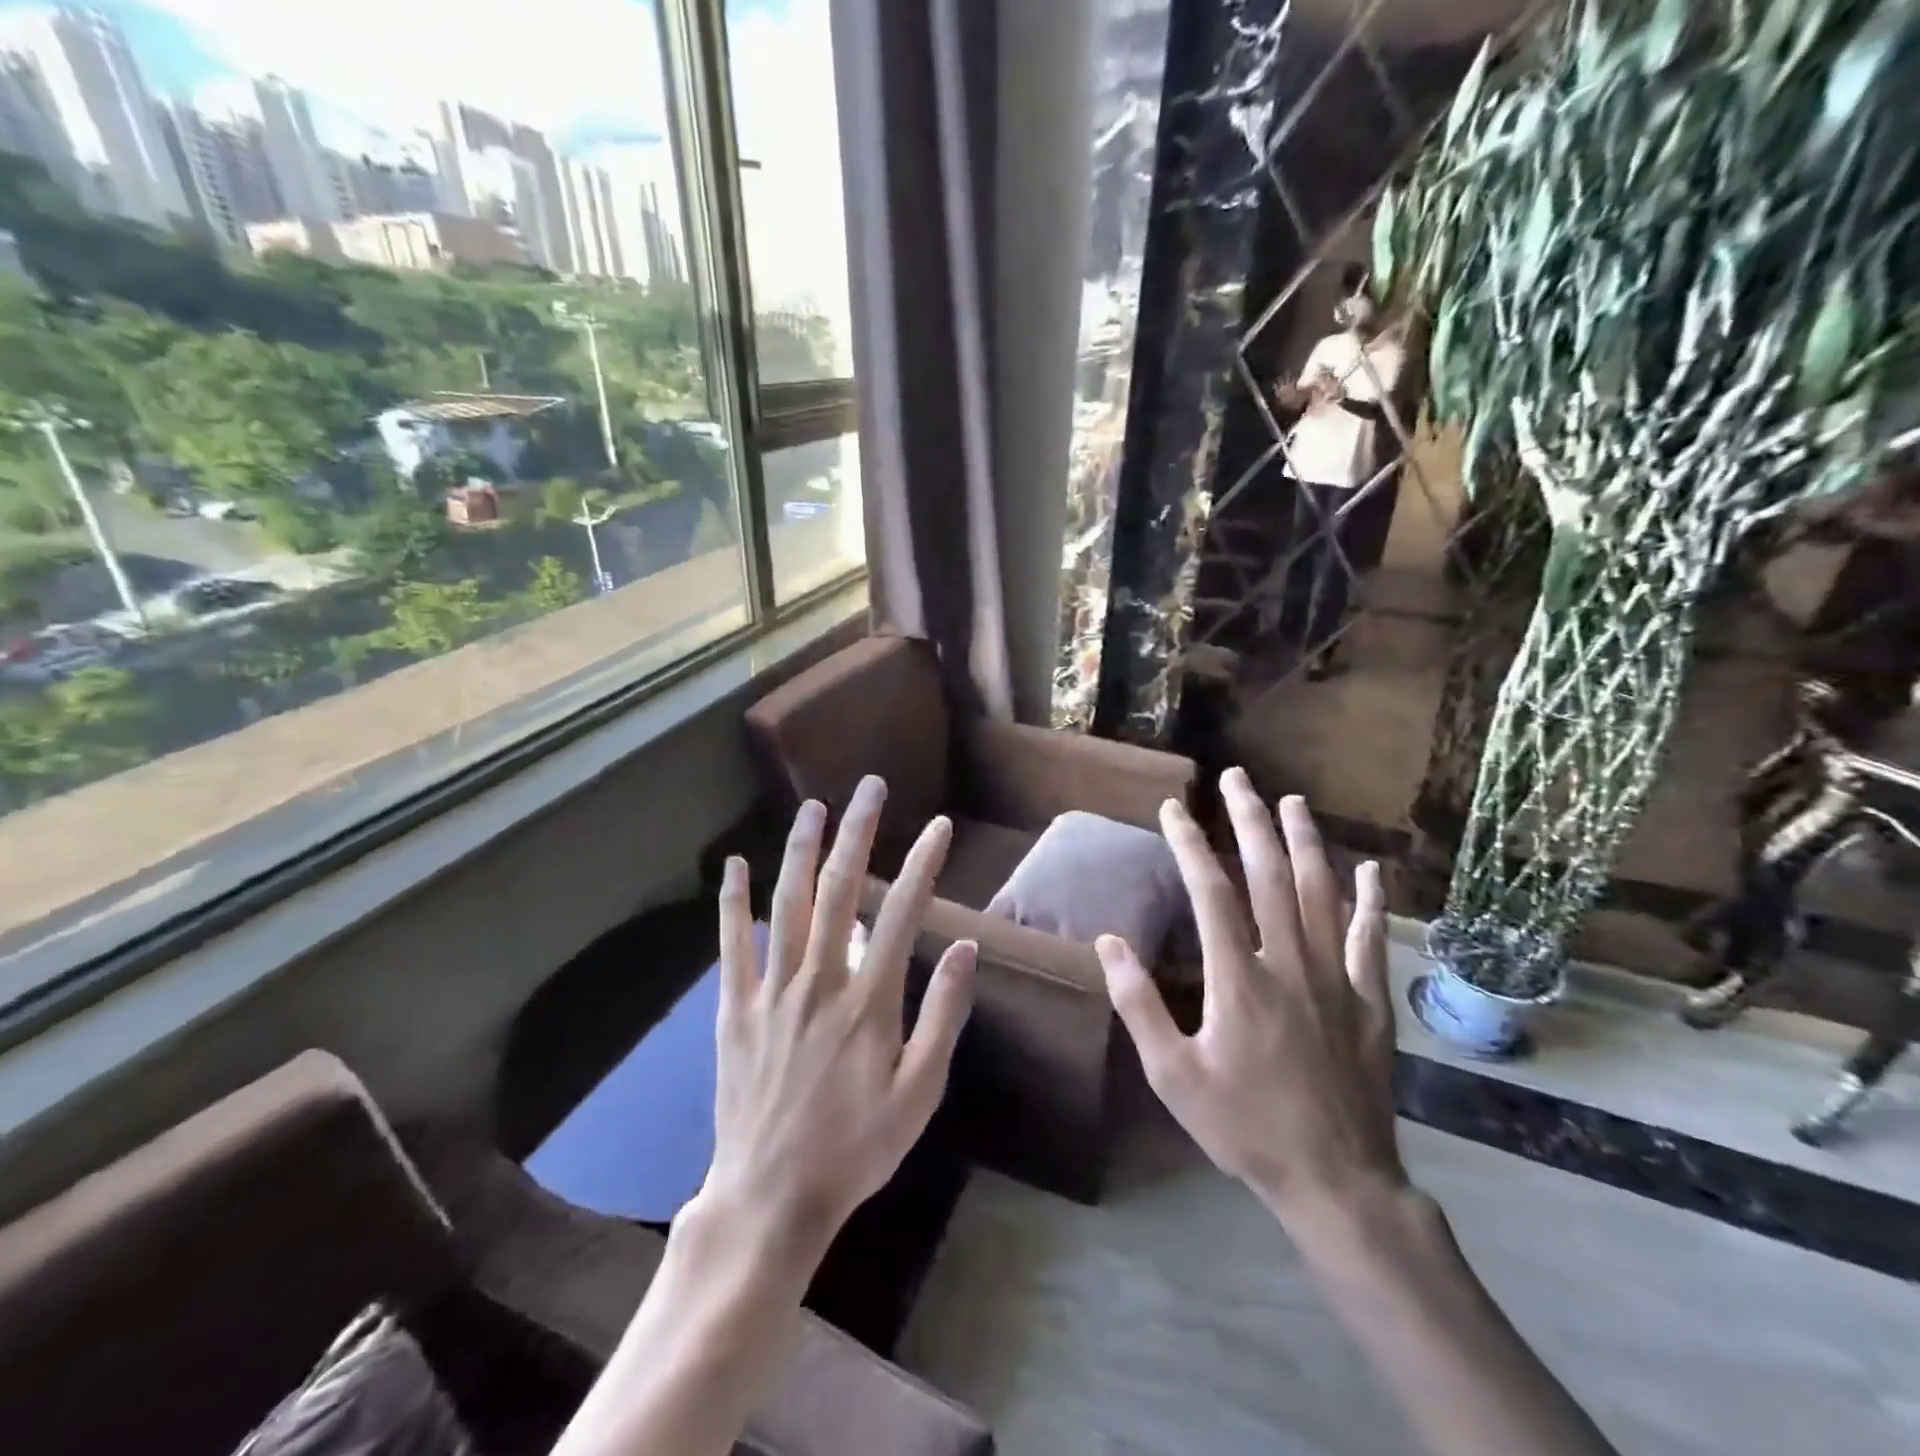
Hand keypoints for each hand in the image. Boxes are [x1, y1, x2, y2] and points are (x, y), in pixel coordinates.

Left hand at [702, 776, 976, 1256]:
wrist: (772, 1197)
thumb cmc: (857, 1147)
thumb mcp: (920, 1093)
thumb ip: (944, 1016)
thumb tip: (967, 949)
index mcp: (870, 1001)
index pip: (904, 913)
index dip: (923, 864)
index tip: (938, 826)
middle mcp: (820, 981)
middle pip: (841, 890)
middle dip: (858, 832)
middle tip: (869, 787)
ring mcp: (773, 991)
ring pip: (788, 904)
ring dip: (802, 849)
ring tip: (813, 806)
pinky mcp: (736, 1007)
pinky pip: (733, 944)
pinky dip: (733, 901)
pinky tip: (734, 864)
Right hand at [1096, 769, 1403, 1225]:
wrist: (1336, 1181)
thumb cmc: (1244, 1126)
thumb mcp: (1173, 1076)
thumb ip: (1138, 1006)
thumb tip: (1109, 943)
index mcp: (1237, 979)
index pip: (1210, 892)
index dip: (1190, 844)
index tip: (1174, 807)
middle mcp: (1288, 963)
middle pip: (1268, 876)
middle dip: (1250, 821)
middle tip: (1238, 778)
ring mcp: (1335, 979)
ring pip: (1320, 894)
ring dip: (1304, 842)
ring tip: (1292, 802)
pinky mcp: (1369, 1001)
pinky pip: (1370, 939)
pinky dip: (1369, 900)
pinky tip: (1368, 868)